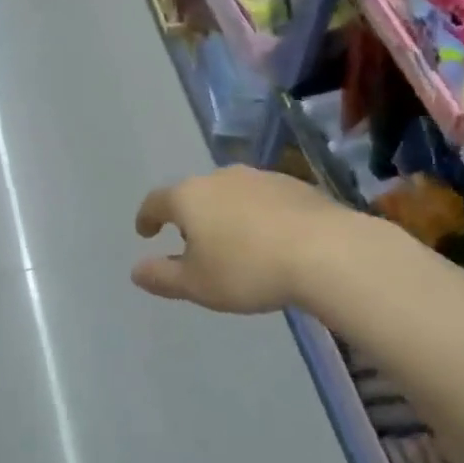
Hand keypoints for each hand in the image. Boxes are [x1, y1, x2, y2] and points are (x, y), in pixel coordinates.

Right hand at [132, 166, 348, 313]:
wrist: (327, 252)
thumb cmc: (248, 269)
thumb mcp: (197, 285)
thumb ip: (162, 277)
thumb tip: (136, 270)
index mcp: (189, 197)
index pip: (156, 201)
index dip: (147, 217)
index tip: (146, 232)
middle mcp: (220, 178)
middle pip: (195, 194)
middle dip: (190, 216)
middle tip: (193, 243)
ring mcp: (259, 177)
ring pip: (231, 194)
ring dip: (226, 214)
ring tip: (235, 242)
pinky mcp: (294, 185)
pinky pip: (263, 200)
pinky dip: (257, 215)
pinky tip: (271, 239)